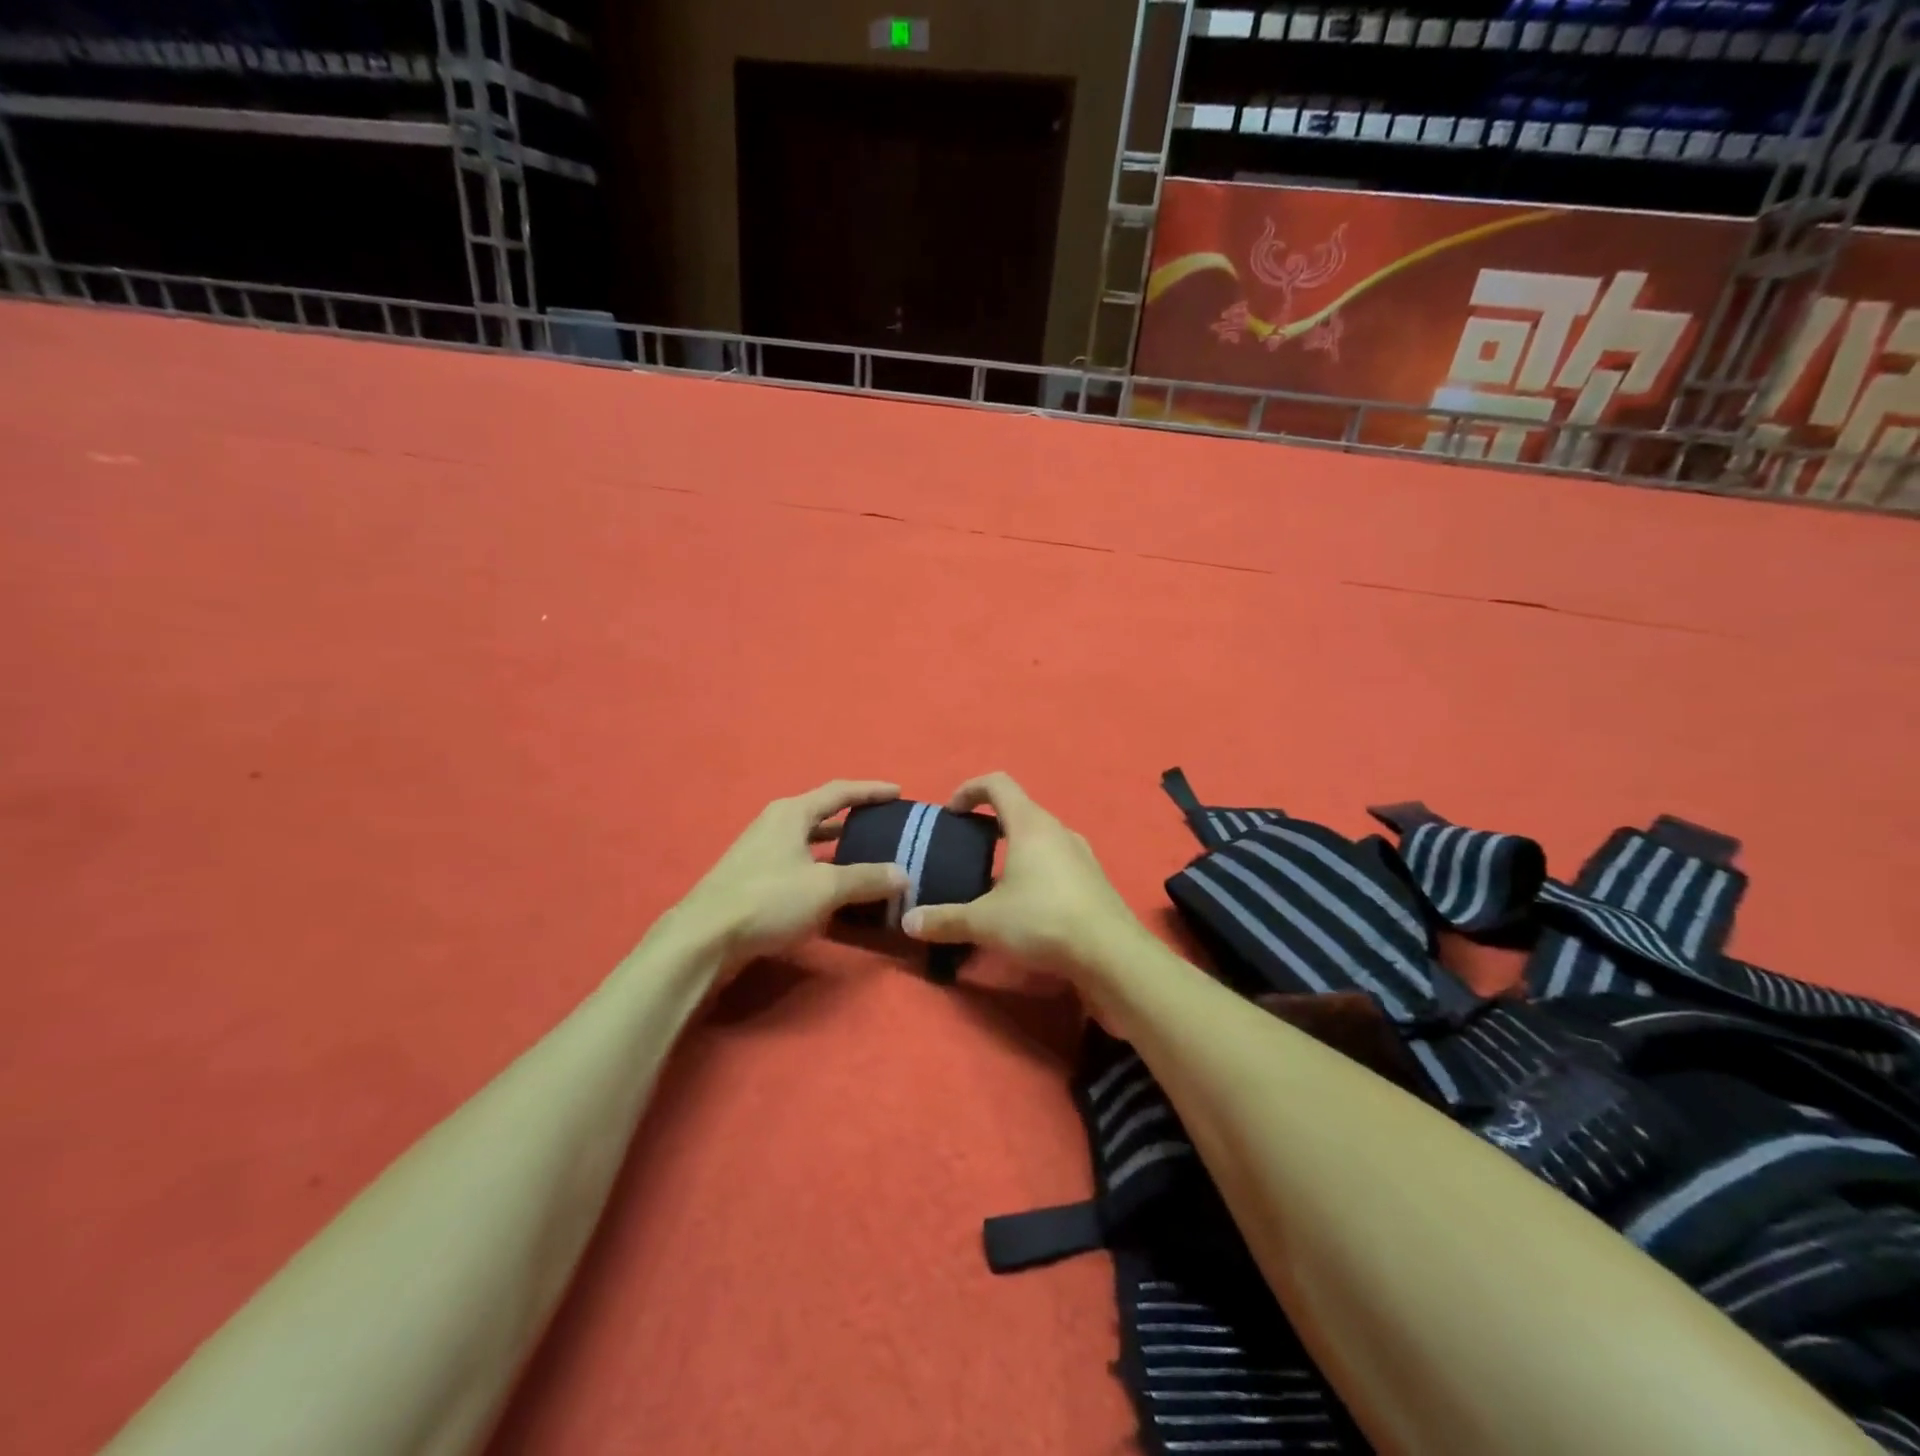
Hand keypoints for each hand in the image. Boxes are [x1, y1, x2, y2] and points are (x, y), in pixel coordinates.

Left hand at [663, 780, 908, 977]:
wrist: (704, 938)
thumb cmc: (769, 900)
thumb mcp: (826, 888)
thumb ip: (867, 878)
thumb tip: (903, 875)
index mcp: (792, 813)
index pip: (840, 791)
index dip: (871, 791)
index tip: (898, 793)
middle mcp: (775, 824)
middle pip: (822, 812)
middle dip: (854, 818)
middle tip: (885, 826)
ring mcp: (760, 851)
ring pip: (809, 840)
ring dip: (837, 845)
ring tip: (866, 855)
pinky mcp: (753, 878)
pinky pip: (798, 863)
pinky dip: (821, 868)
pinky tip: (833, 887)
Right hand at [900, 773, 1144, 981]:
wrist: (1112, 955)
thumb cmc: (1043, 921)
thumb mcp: (985, 922)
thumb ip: (945, 919)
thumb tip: (908, 921)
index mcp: (1031, 825)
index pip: (997, 783)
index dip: (969, 790)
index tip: (951, 814)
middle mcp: (1058, 831)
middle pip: (1019, 811)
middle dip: (989, 824)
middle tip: (966, 850)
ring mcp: (1081, 855)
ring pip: (1040, 839)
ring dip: (1014, 851)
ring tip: (992, 882)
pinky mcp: (1094, 882)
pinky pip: (1056, 864)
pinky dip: (1035, 872)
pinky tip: (1024, 907)